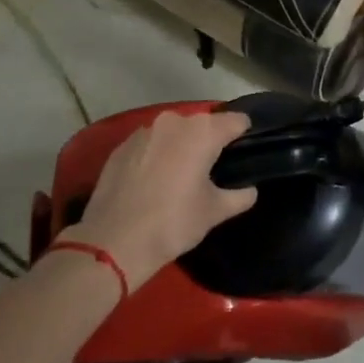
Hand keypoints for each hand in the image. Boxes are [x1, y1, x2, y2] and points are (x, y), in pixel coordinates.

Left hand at [65, 110, 257, 287]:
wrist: (113, 241)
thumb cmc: (173, 222)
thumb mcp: (214, 212)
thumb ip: (239, 196)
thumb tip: (250, 190)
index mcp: (203, 132)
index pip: (236, 121)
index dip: (244, 135)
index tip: (244, 153)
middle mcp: (174, 122)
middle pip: (203, 124)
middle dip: (210, 141)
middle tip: (213, 169)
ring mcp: (144, 131)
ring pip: (174, 132)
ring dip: (181, 146)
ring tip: (182, 173)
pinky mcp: (121, 146)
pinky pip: (149, 143)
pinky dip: (156, 154)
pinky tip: (154, 179)